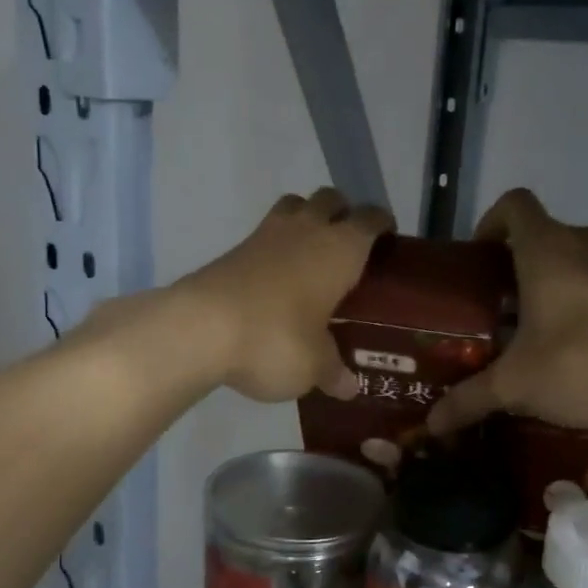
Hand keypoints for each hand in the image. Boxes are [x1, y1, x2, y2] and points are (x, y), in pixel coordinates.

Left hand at [176, 188, 392, 402]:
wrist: (201, 328)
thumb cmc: (276, 339)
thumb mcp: (314, 365)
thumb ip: (334, 371)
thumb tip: (349, 388)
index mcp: (341, 249)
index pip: (371, 219)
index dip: (381, 225)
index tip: (387, 240)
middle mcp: (308, 230)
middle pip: (330, 199)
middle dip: (342, 214)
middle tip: (348, 248)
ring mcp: (266, 235)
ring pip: (295, 206)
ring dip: (306, 218)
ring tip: (311, 254)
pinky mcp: (234, 249)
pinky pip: (265, 233)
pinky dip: (276, 245)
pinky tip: (277, 278)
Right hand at [428, 189, 587, 434]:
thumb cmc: (582, 362)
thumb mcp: (516, 385)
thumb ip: (470, 399)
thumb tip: (431, 424)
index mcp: (546, 248)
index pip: (514, 205)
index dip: (492, 223)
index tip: (482, 259)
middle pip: (547, 234)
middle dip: (523, 264)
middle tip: (506, 307)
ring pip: (584, 254)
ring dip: (564, 278)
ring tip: (550, 324)